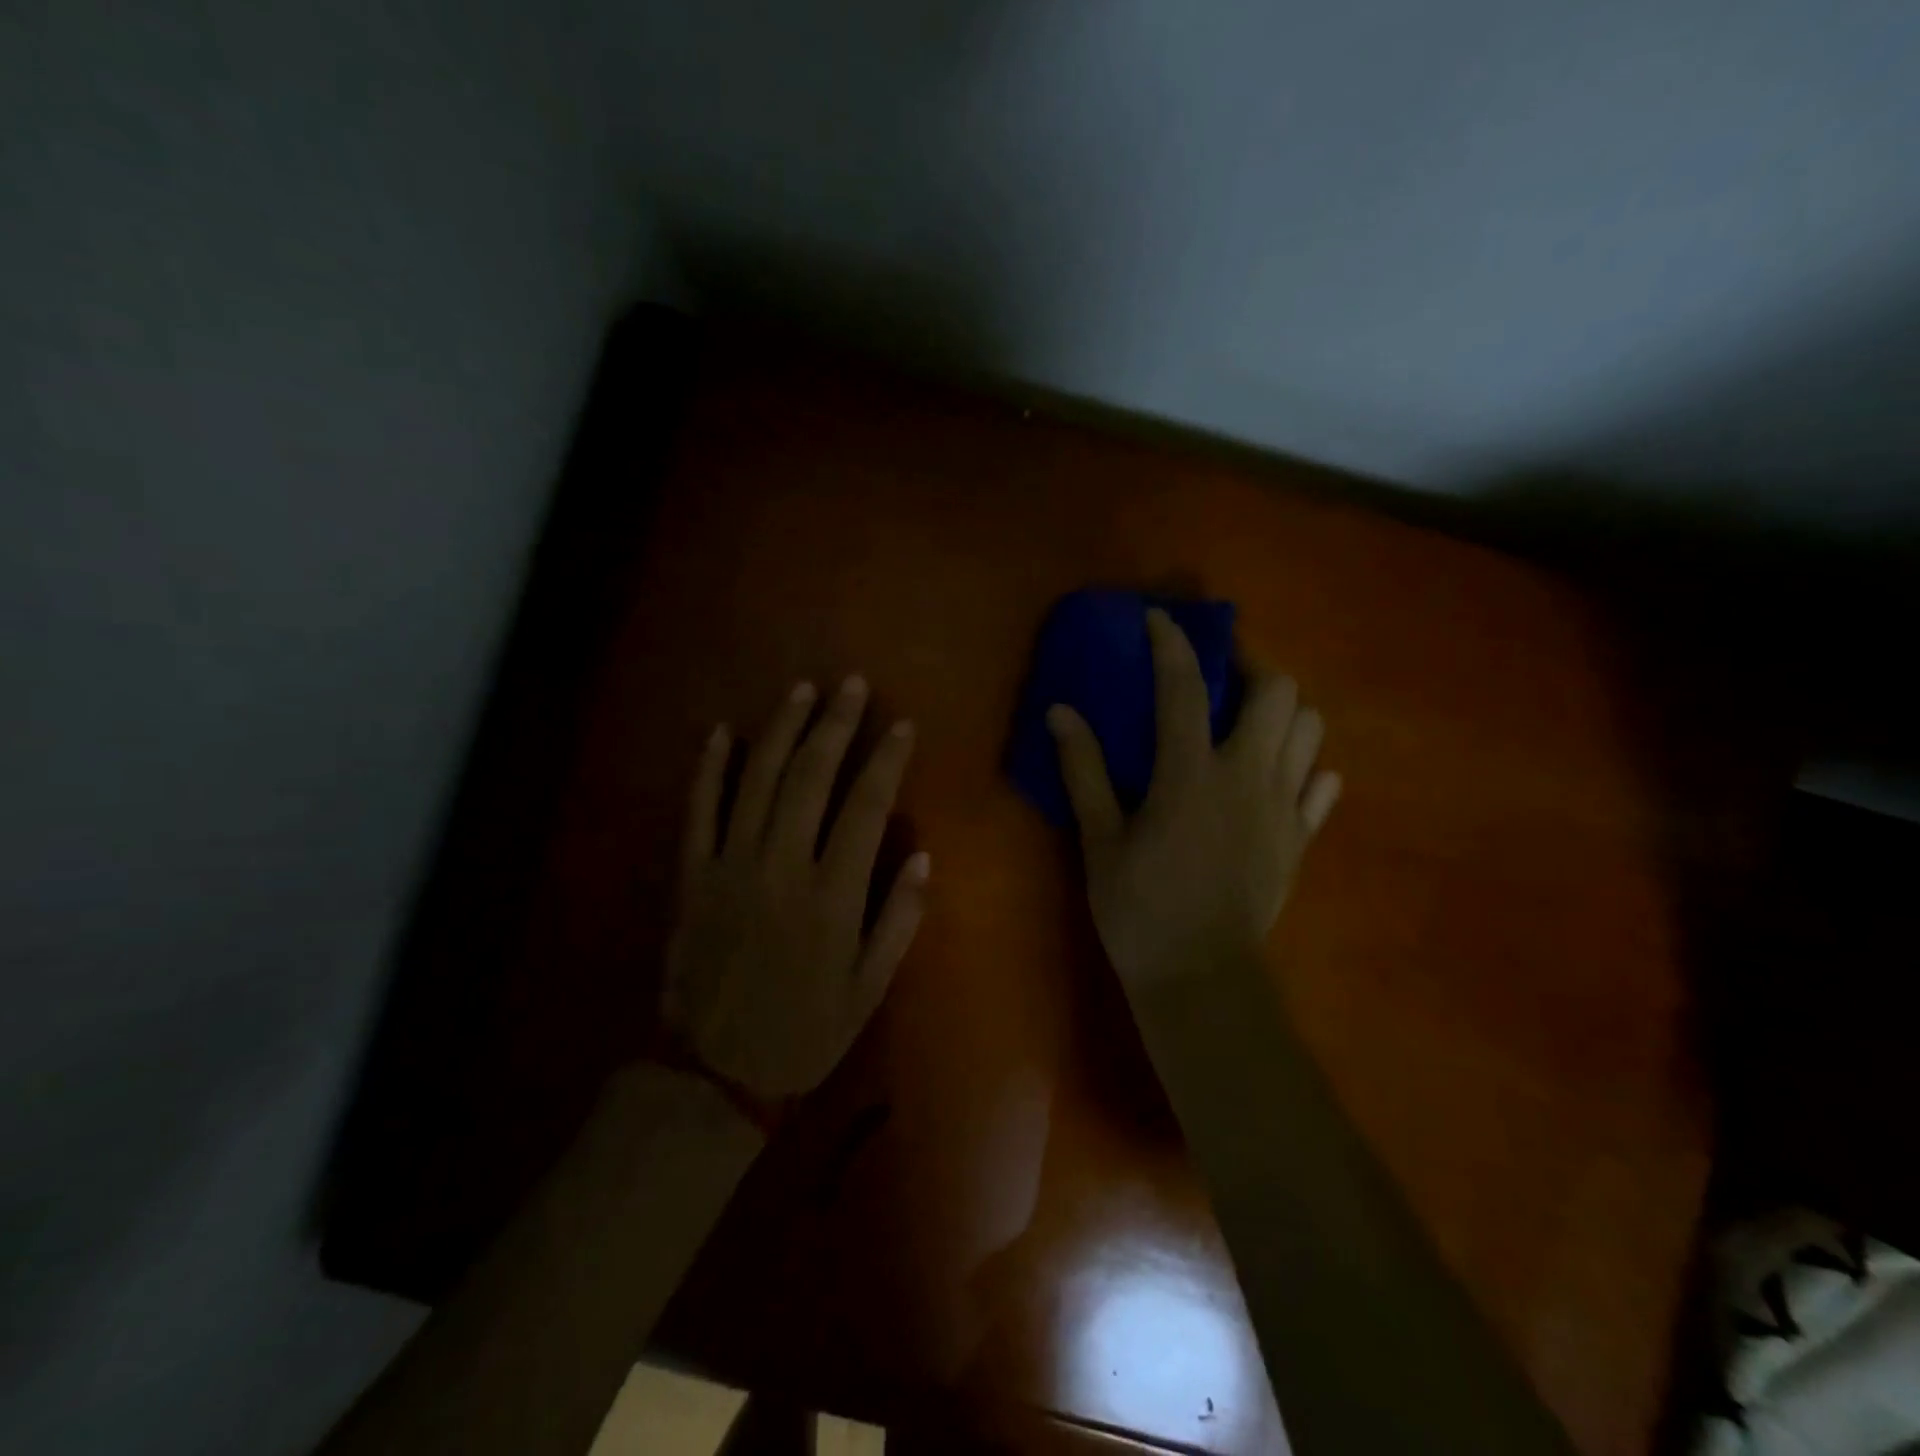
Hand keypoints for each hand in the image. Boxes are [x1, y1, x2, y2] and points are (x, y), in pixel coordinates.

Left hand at [663, 676, 928, 1098]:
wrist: (715, 1072)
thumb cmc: (804, 1031)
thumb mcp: (869, 989)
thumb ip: (898, 920)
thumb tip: (923, 856)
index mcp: (832, 895)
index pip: (866, 807)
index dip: (885, 760)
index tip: (901, 724)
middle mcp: (781, 867)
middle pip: (810, 778)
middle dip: (835, 726)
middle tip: (852, 684)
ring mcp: (730, 866)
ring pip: (756, 781)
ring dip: (781, 730)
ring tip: (802, 690)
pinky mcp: (693, 875)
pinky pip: (699, 810)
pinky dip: (709, 768)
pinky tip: (723, 731)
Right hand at [1047, 608, 1339, 987]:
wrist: (1201, 979)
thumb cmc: (1140, 909)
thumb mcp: (1099, 840)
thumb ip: (1084, 771)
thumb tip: (1060, 712)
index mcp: (1191, 774)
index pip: (1185, 687)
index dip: (1172, 643)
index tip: (1160, 619)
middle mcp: (1248, 777)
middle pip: (1279, 693)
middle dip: (1253, 666)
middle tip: (1222, 674)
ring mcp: (1284, 808)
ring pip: (1310, 731)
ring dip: (1283, 711)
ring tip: (1249, 719)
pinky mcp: (1301, 839)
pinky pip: (1321, 787)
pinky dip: (1305, 768)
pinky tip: (1281, 774)